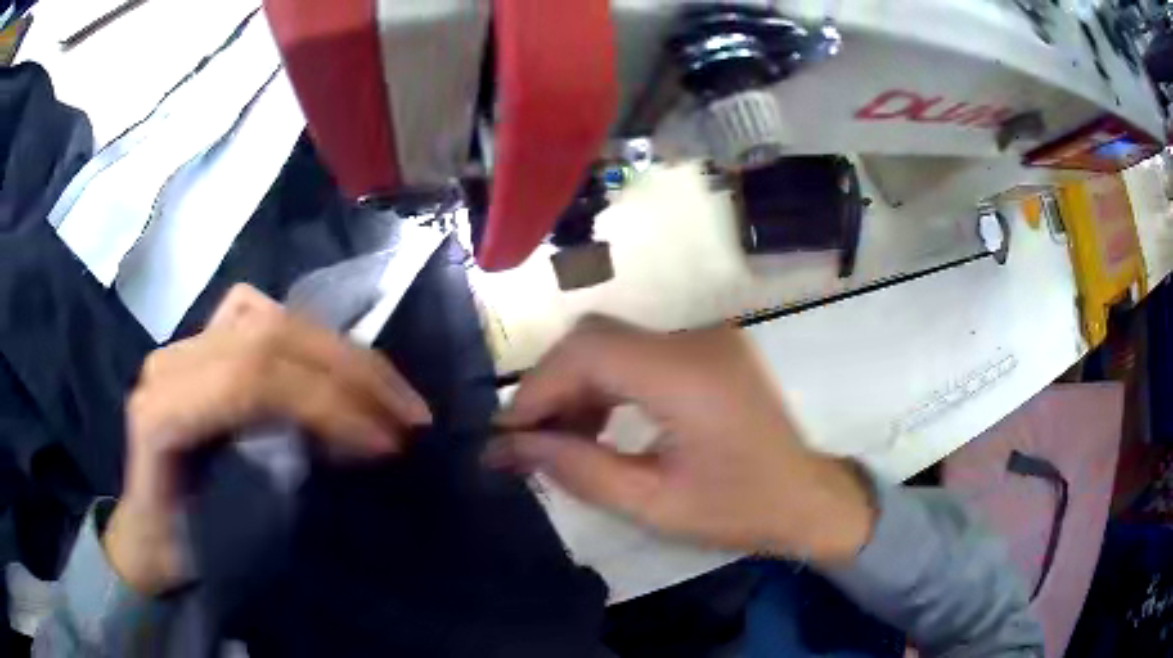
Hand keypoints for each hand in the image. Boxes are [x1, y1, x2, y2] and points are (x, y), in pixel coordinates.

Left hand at [104, 284, 431, 594]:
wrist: (146, 530)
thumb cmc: (180, 551)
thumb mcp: (223, 545)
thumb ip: (269, 497)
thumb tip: (345, 458)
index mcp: (163, 416)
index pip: (251, 382)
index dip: (325, 404)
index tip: (386, 444)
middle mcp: (170, 364)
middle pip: (267, 337)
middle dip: (348, 371)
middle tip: (408, 413)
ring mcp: (184, 346)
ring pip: (270, 316)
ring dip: (338, 349)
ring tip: (385, 389)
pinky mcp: (199, 344)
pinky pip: (254, 312)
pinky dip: (301, 331)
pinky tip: (326, 362)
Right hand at [489, 317, 874, 564]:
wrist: (807, 499)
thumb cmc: (738, 511)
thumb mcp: (653, 504)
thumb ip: (577, 469)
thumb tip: (507, 449)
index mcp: (689, 376)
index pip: (589, 351)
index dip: (538, 387)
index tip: (507, 435)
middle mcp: (697, 339)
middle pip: (597, 338)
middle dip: (552, 385)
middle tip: (529, 440)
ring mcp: (707, 338)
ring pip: (614, 342)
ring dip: (578, 384)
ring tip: (562, 438)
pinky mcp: (709, 348)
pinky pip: (640, 352)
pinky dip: (609, 382)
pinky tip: (600, 422)